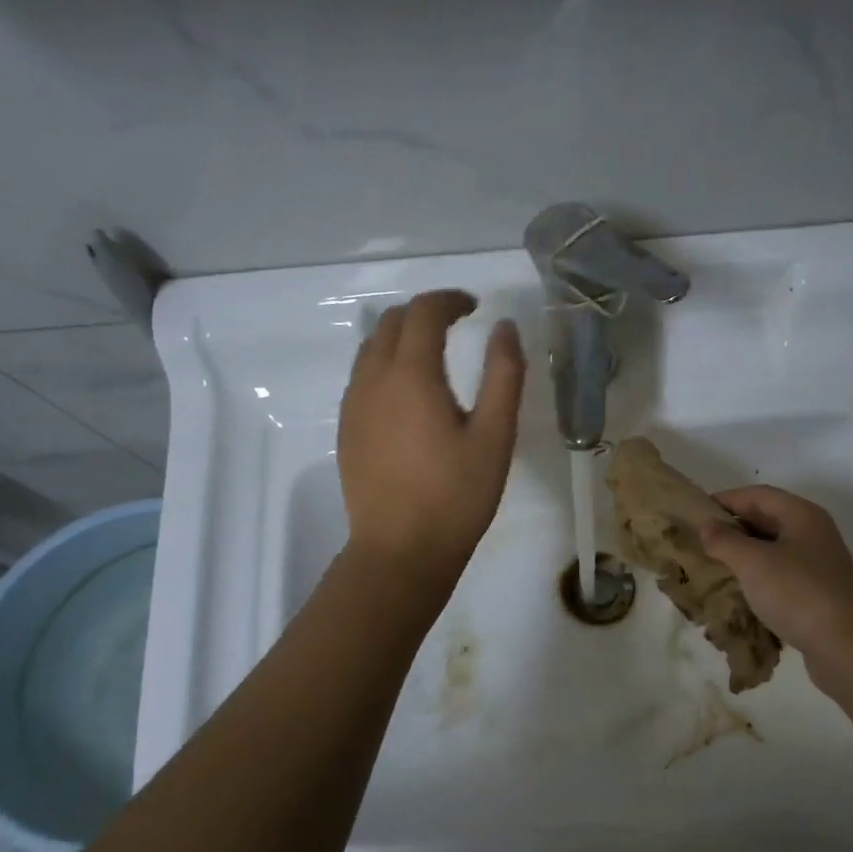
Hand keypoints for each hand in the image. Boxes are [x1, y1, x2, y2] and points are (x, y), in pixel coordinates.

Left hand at [337, 290, 524, 581]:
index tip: (475, 308)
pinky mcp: (347, 430)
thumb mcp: (495, 436)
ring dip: (402, 338)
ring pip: (371, 348)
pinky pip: (362, 377)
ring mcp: (353, 405)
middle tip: (458, 326)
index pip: (423, 312)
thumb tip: (505, 327)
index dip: (450, 300)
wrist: (400, 551)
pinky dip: (386, 365)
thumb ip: (504, 375)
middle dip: (425, 313)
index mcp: (411, 375)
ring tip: (434, 355)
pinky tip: (409, 395)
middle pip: (392, 322)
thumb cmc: (456, 495)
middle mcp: (373, 379)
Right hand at [698, 486, 852, 662]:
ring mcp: (818, 567)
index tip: (693, 514)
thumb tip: (706, 526)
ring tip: (711, 569)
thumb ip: (725, 541)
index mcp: (802, 515)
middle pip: (766, 521)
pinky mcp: (817, 596)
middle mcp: (813, 534)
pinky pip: (780, 579)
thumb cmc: (800, 594)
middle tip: (698, 543)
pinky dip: (757, 582)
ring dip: (743, 558)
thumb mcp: (754, 563)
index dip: (724, 500)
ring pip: (772, 552)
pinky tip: (738, 596)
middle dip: (731, 530)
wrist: (851, 649)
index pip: (757, 494)